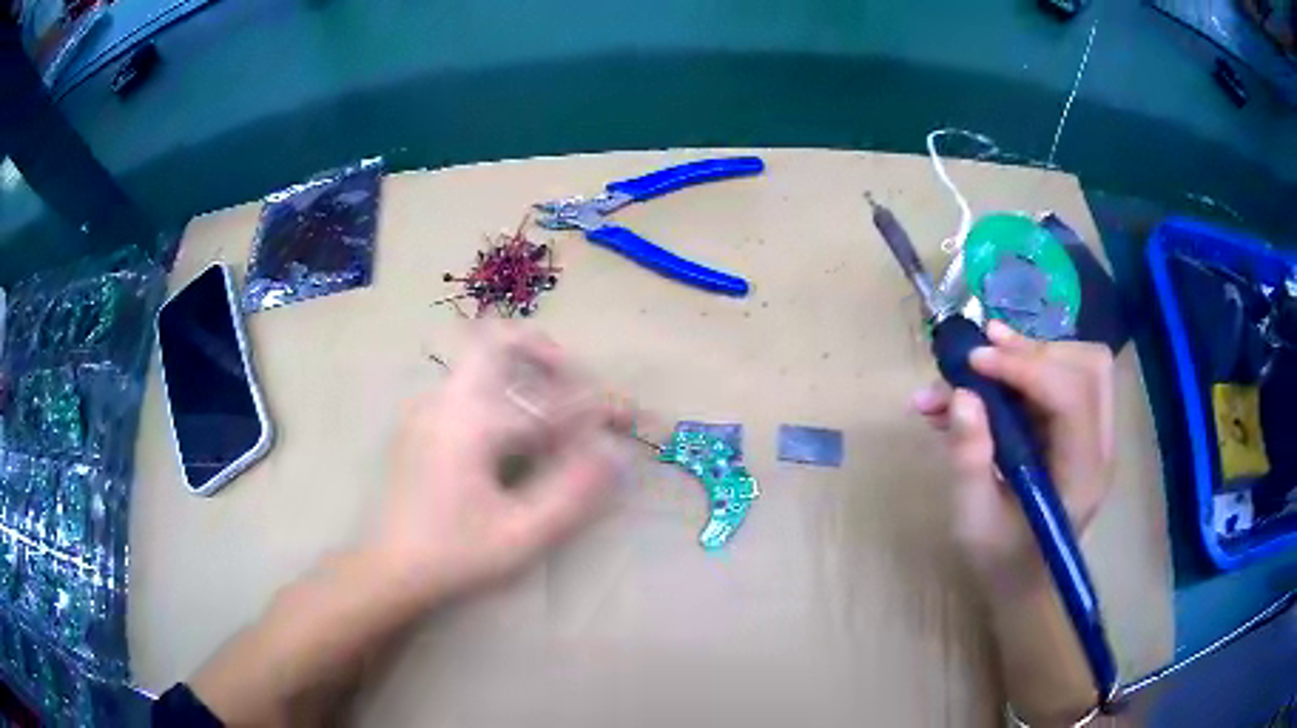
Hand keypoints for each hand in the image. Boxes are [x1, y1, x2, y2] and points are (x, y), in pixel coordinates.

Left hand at [368, 325, 631, 608]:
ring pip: (480, 360)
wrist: (390, 566)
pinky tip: (511, 435)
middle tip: (574, 382)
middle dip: (543, 351)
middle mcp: (446, 401)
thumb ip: (572, 492)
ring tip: (551, 410)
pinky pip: (467, 385)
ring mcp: (428, 407)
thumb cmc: (455, 554)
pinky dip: (500, 392)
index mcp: (471, 425)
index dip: (595, 408)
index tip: (627, 418)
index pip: (548, 402)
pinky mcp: (421, 421)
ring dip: (522, 370)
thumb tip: (613, 454)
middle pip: (496, 339)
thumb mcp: (521, 535)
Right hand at [911, 321, 1114, 593]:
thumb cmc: (1001, 561)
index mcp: (1080, 475)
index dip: (1025, 368)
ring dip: (1031, 354)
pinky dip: (1028, 368)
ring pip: (1080, 365)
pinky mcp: (1080, 431)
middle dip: (1032, 352)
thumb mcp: (974, 520)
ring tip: (983, 358)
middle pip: (1088, 368)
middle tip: (981, 357)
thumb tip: (960, 395)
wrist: (1027, 585)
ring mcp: (1094, 436)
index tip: (973, 362)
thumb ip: (969, 459)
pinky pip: (1064, 380)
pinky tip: (990, 374)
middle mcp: (1098, 447)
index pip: (1072, 396)